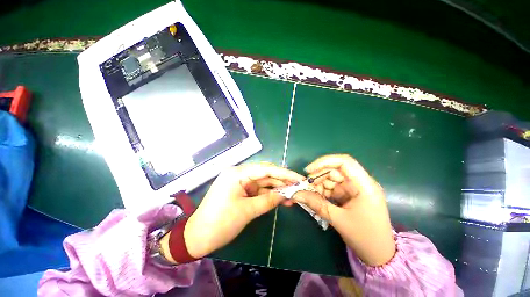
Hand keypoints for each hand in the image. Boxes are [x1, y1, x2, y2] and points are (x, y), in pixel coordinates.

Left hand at [184, 163, 302, 257]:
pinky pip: (258, 190)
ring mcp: (239, 182)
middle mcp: (239, 173)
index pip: (266, 169)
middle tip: (298, 188)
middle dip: (282, 182)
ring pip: (263, 182)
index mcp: (237, 173)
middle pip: (265, 174)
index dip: (285, 173)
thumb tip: (286, 194)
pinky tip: (280, 199)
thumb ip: (268, 200)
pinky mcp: (240, 190)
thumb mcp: (248, 211)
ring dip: (276, 189)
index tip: (299, 178)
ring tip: (292, 197)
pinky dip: (268, 195)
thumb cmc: (220, 223)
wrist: (198, 237)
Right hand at [292, 154, 395, 265]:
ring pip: (332, 178)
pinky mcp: (350, 194)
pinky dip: (323, 191)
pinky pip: (333, 187)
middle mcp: (360, 182)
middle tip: (306, 187)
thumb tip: (296, 194)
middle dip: (318, 177)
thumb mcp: (338, 219)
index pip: (344, 162)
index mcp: (364, 185)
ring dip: (319, 185)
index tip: (308, 170)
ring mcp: (355, 188)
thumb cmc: (364, 237)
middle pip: (335, 170)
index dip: (324, 162)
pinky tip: (318, 198)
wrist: (378, 254)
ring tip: (312, 196)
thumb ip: (316, 204)